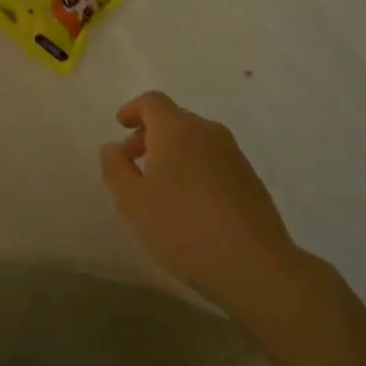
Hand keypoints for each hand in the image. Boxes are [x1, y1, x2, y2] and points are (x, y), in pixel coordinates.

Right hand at [99, 91, 298, 311]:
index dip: (133, 109)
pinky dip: (193, 167)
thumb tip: (112, 147)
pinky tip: (188, 203)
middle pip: (174, 119)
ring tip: (158, 187)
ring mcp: (233, 154)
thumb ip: (115, 169)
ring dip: (172, 153)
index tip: (120, 126)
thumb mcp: (132, 202)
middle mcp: (207, 132)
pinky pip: (212, 160)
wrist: (253, 264)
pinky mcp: (250, 178)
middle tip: (132, 163)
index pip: (152, 101)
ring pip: (194, 140)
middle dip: (149, 135)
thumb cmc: (182, 227)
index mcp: (177, 130)